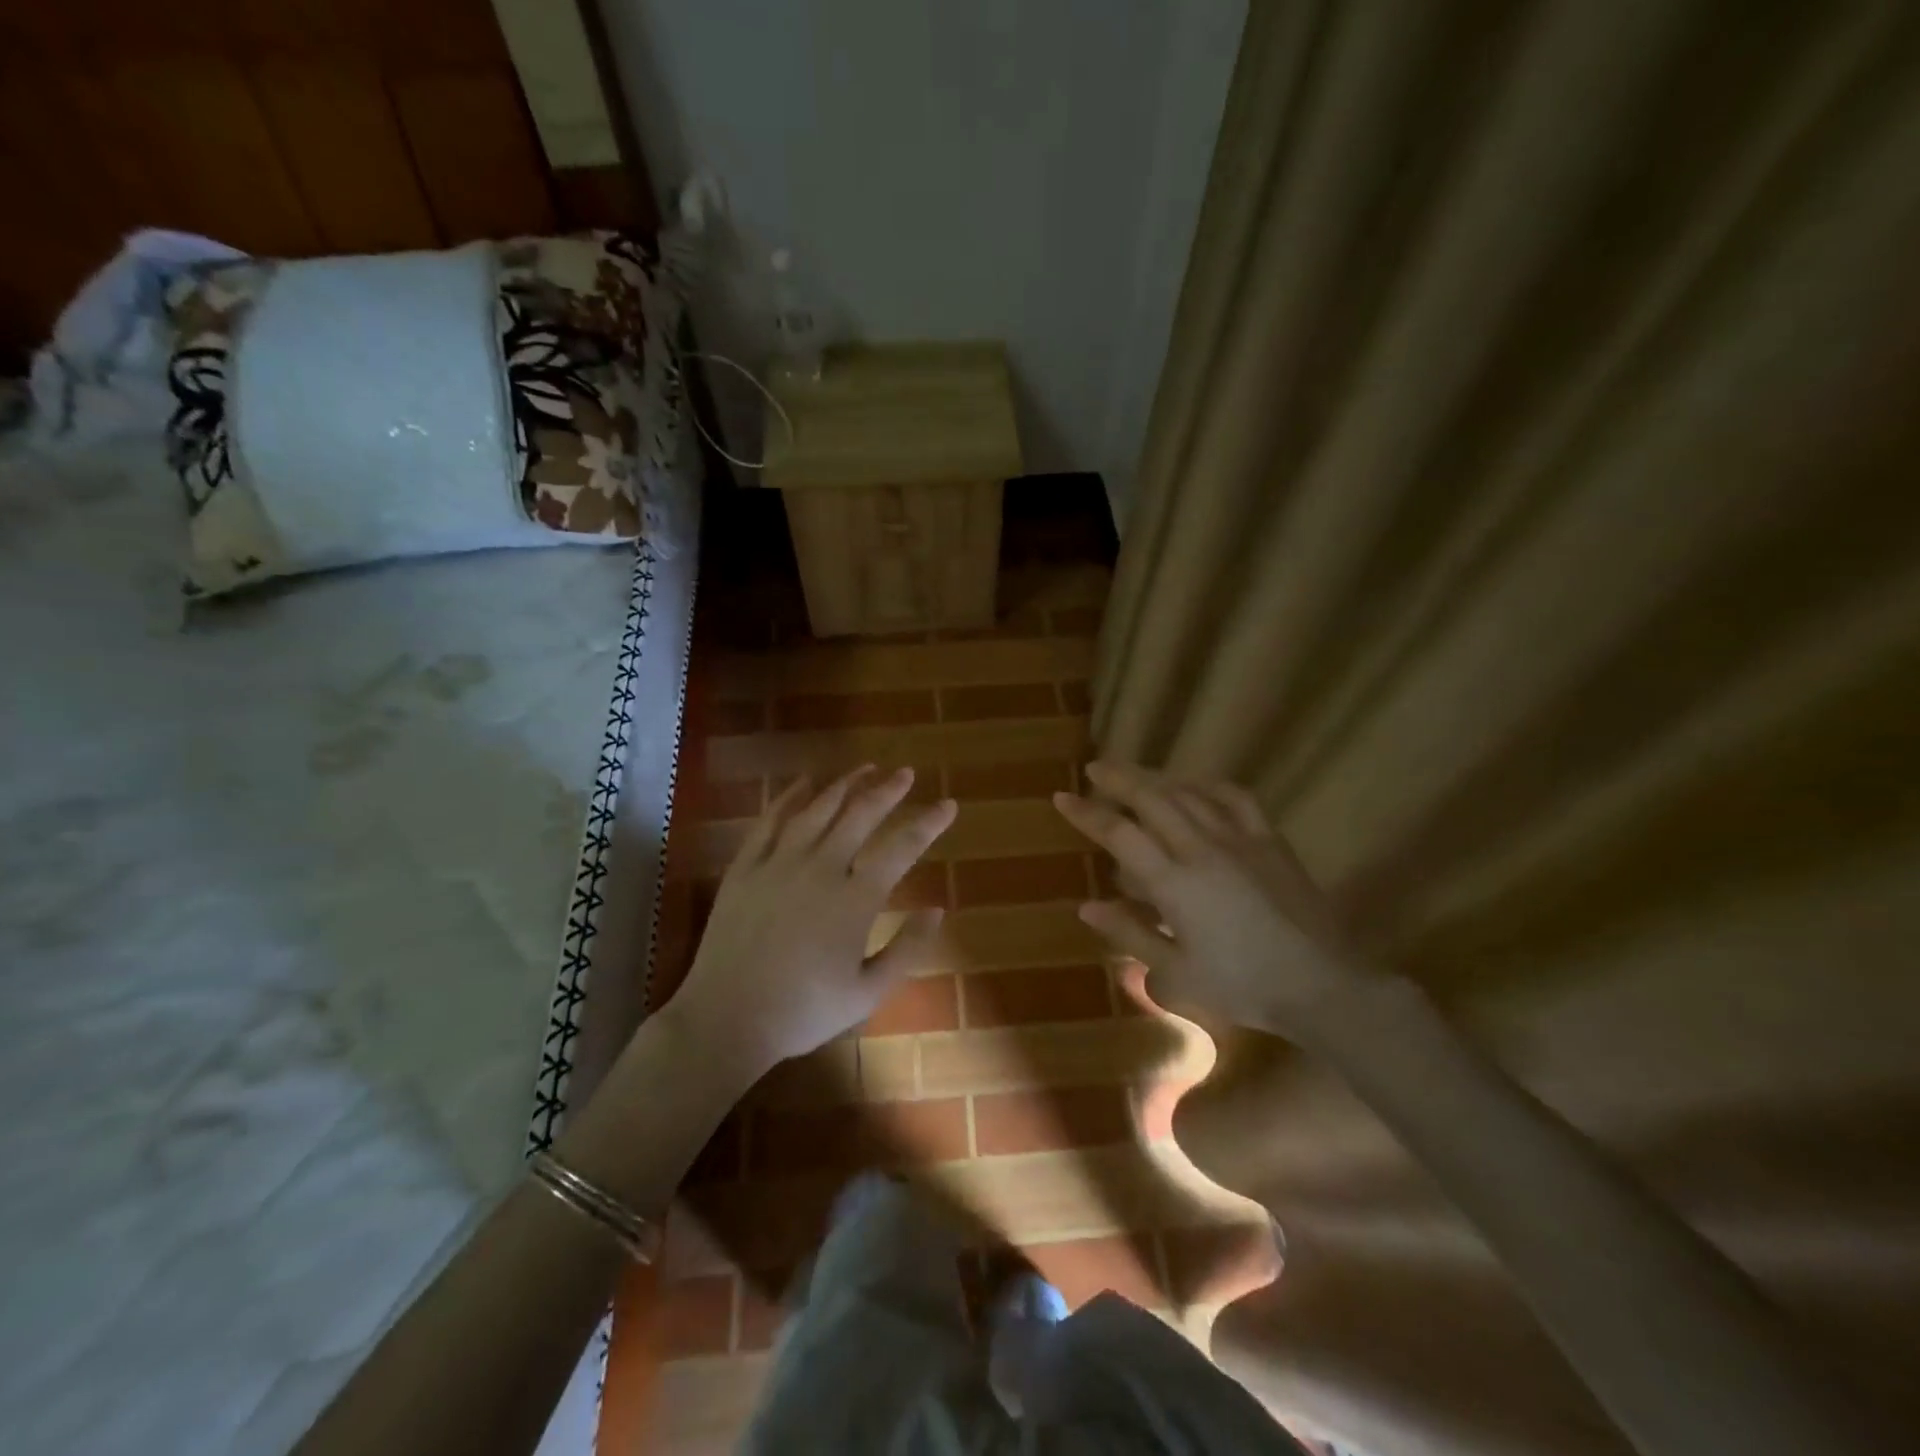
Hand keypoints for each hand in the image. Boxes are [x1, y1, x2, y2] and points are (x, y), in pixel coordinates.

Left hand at [672, 766, 956, 1074]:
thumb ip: (906, 948)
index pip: (901, 848)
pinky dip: (790, 796)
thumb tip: (938, 910)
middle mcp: (820, 868)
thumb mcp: (867, 993)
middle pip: (860, 815)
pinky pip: (770, 820)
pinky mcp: (745, 867)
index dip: (929, 823)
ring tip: (865, 768)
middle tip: (906, 772)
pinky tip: (804, 783)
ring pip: (818, 809)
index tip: (948, 804)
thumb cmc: (803, 1011)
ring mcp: (779, 863)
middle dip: (888, 790)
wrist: (725, 1019)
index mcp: (855, 899)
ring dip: (845, 784)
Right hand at [1054, 761, 1373, 1038]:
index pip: (1119, 833)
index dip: (1086, 813)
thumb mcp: (1176, 973)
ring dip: (1156, 777)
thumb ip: (1130, 934)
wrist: (1321, 984)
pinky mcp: (1269, 839)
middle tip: (1095, 768)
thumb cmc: (1242, 986)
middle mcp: (1201, 848)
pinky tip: (1195, 784)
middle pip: (1151, 798)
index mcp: (1174, 882)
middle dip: (1118, 779)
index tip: (1062, 797)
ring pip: (1188, 792)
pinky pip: (1234, 797)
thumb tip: (1088, 906)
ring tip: (1136, 774)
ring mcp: (1238, 839)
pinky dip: (1207, 784)